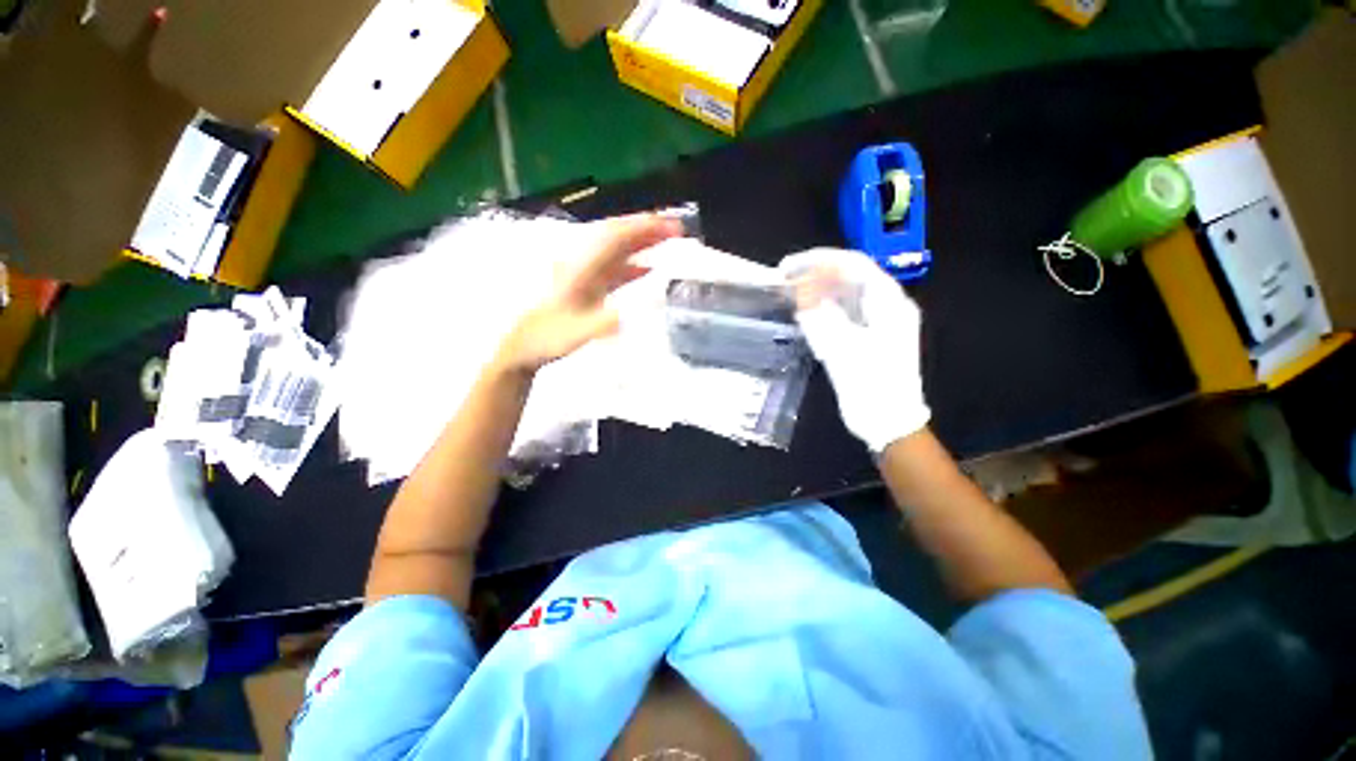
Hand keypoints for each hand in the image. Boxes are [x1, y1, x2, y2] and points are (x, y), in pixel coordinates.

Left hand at [497, 214, 680, 373]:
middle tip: (676, 229)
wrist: (523, 347)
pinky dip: (632, 265)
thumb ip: (607, 321)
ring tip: (667, 242)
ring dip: (641, 244)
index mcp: (579, 268)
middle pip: (616, 237)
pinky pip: (613, 269)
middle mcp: (582, 264)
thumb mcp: (577, 333)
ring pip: (615, 251)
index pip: (613, 238)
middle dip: (646, 229)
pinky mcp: (586, 286)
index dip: (642, 228)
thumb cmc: (548, 339)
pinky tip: (647, 269)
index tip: (670, 226)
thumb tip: (638, 311)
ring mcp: (584, 274)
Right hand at [780, 248, 928, 452]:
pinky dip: (821, 307)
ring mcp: (876, 321)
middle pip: (849, 276)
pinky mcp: (865, 336)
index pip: (855, 265)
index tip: (790, 265)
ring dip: (817, 288)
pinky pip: (841, 312)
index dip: (820, 259)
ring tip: (789, 289)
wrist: (888, 421)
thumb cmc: (872, 386)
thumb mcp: (844, 350)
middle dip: (816, 272)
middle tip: (784, 276)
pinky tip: (803, 310)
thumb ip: (821, 318)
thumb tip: (801, 292)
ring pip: (844, 293)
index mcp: (889, 304)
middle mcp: (885, 306)